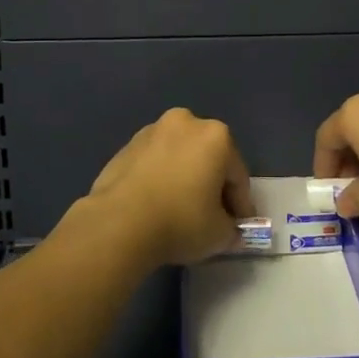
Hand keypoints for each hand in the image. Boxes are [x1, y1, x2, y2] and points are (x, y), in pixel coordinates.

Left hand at [74, 108, 254, 266]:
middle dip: (212, 185)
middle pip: (208, 158)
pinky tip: (155, 205)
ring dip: (184, 178)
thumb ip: (232, 229)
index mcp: (217, 136)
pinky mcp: (126, 145)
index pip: (237, 175)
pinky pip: (154, 163)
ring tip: (179, 211)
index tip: (237, 227)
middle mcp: (186, 123)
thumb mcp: (219, 235)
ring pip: (179, 157)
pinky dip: (160, 178)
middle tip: (211, 217)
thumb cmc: (180, 221)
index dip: (240, 205)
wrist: (118, 223)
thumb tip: (229, 230)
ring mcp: (152, 131)